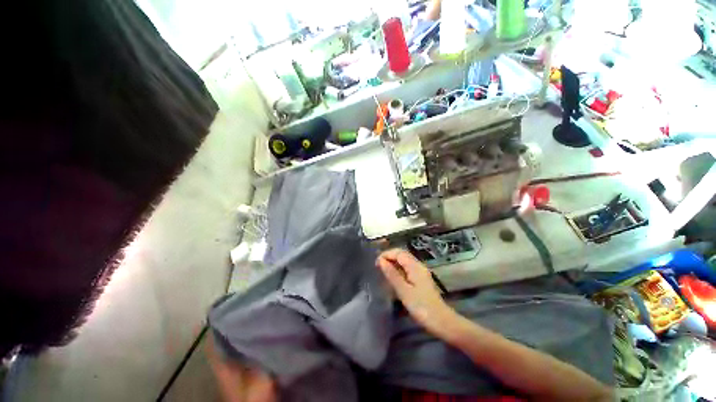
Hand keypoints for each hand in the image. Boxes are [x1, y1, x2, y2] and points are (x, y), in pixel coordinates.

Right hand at [376, 249, 456, 335]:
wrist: (441, 321)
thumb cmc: (421, 307)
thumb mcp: (404, 291)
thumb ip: (392, 274)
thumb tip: (381, 261)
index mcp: (415, 266)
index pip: (398, 253)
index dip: (386, 254)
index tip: (376, 264)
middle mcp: (418, 265)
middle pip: (402, 255)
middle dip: (389, 257)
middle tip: (378, 266)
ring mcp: (421, 272)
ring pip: (404, 261)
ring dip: (393, 263)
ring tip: (383, 271)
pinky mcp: (421, 279)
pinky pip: (407, 268)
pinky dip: (398, 269)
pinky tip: (393, 277)